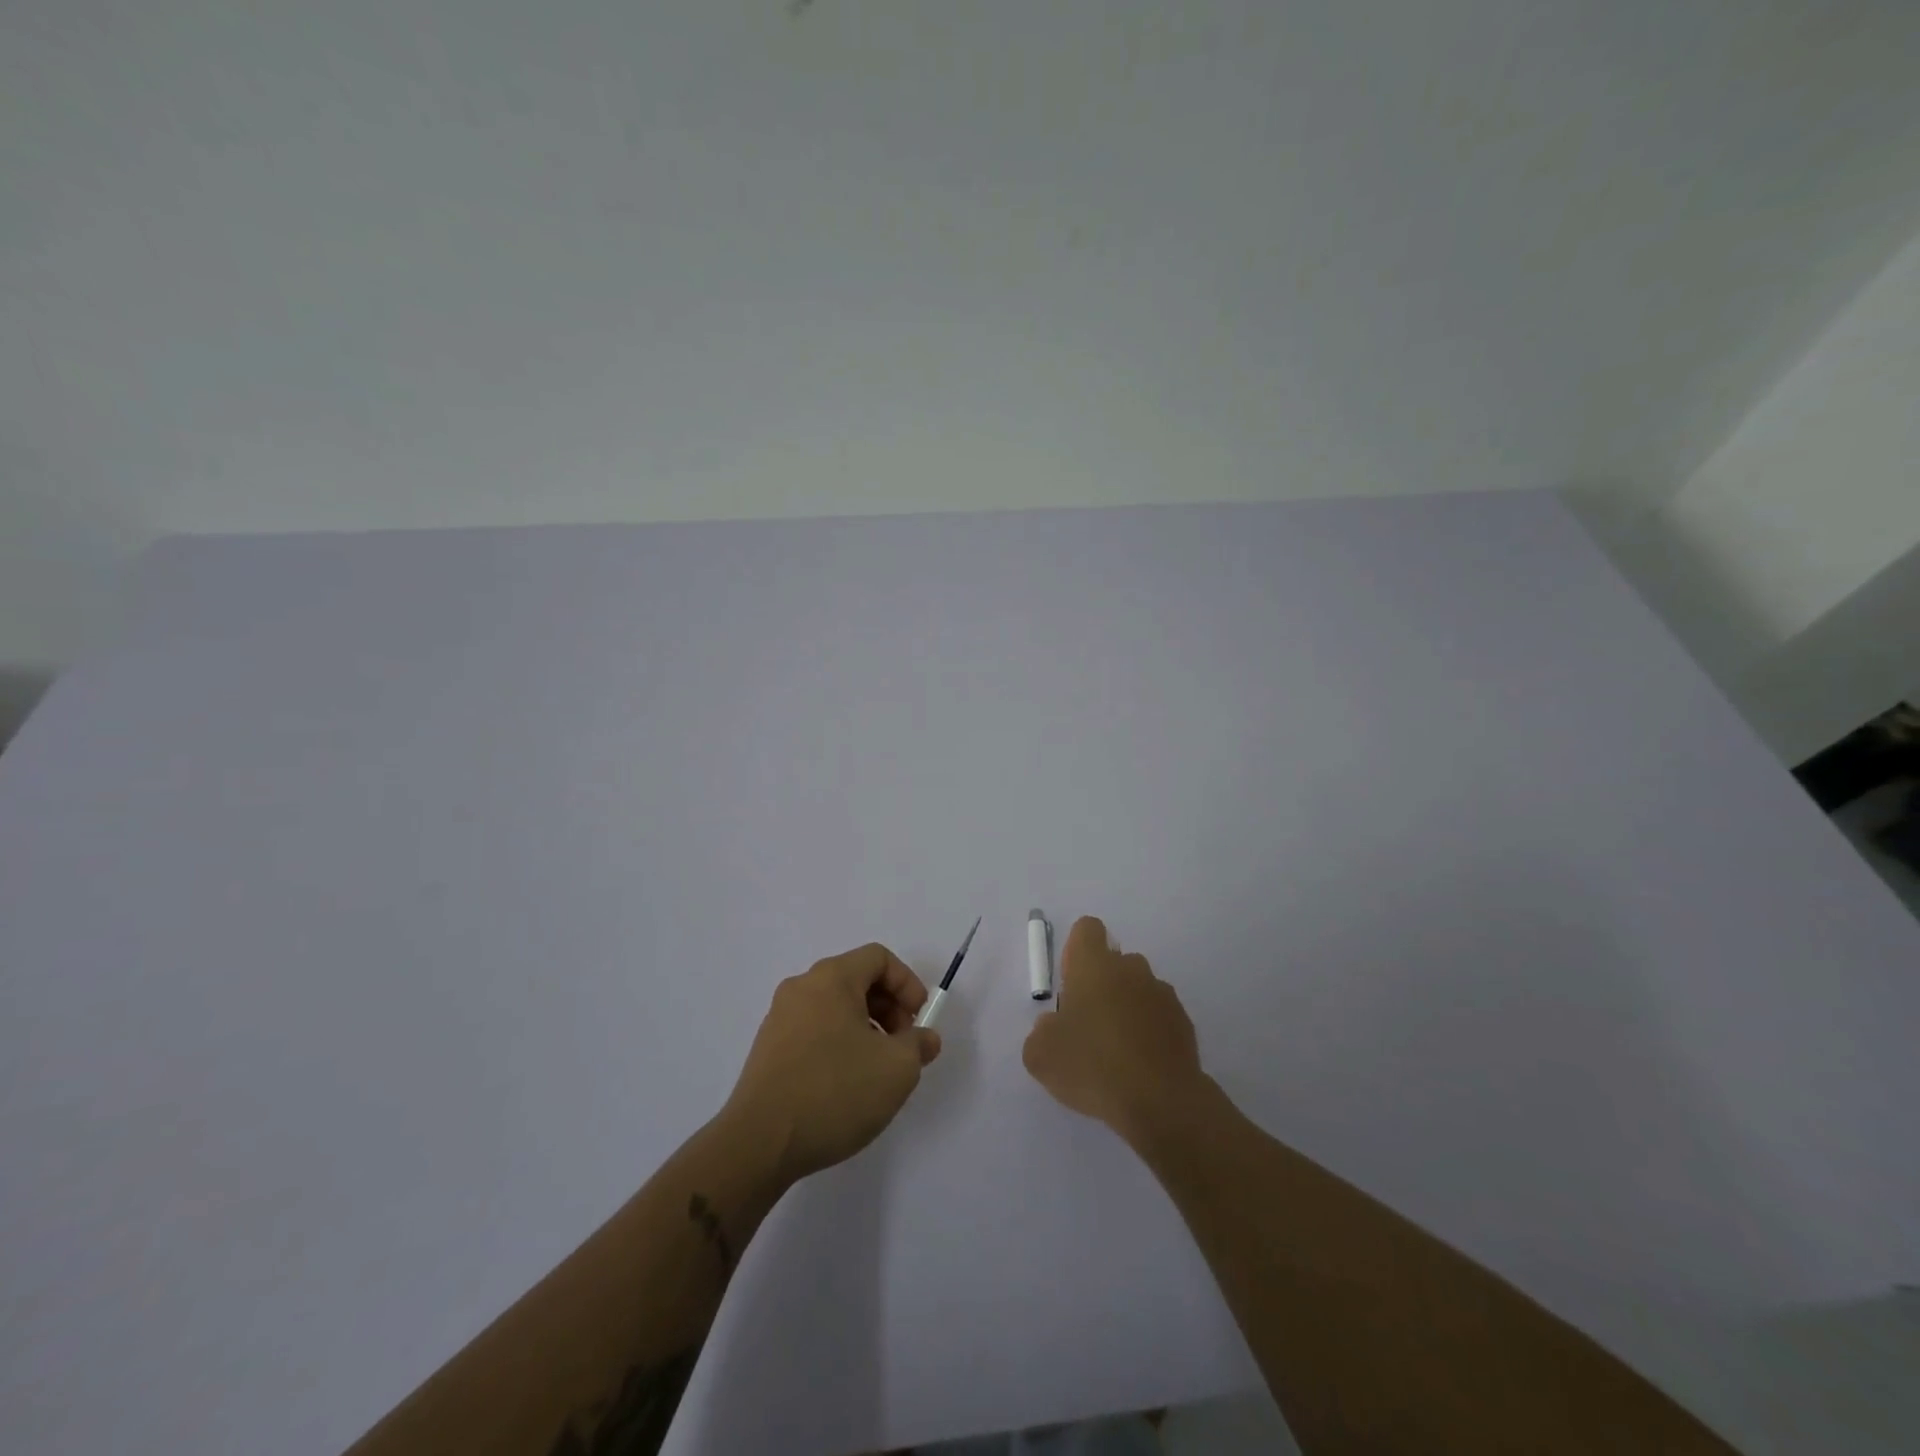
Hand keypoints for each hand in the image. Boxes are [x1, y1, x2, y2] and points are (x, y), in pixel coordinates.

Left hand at [723, 943, 941, 1183]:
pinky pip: (815, 1030)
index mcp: (831, 978)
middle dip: (889, 1008)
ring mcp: (780, 1018)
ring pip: (836, 1007)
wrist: (759, 1143)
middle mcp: (802, 987)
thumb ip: (919, 1045)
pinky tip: (847, 1085)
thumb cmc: (835, 1091)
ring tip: (878, 1070)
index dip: (907, 983)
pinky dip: (840, 1043)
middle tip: (904, 1046)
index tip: (919, 1020)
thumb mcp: (897, 1068)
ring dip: (866, 1028)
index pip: (878, 958)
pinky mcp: (768, 1049)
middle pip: (856, 980)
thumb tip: (924, 1039)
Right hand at [1022, 917, 1208, 1146]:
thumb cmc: (1093, 1066)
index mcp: (1094, 965)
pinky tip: (1140, 1065)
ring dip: (1126, 1007)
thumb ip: (1042, 1031)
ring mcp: (1162, 994)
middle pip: (1114, 961)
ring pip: (1138, 989)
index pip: (1087, 929)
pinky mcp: (1184, 1022)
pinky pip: (1159, 1016)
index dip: (1076, 950)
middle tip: (1088, 1025)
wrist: (1161, 1102)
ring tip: (1116, 1051)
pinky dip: (1149, 1031)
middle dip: (1101, 984)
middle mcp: (1131, 969)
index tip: (1070, 983)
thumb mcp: (1041, 1054)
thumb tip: (1053, 1026)